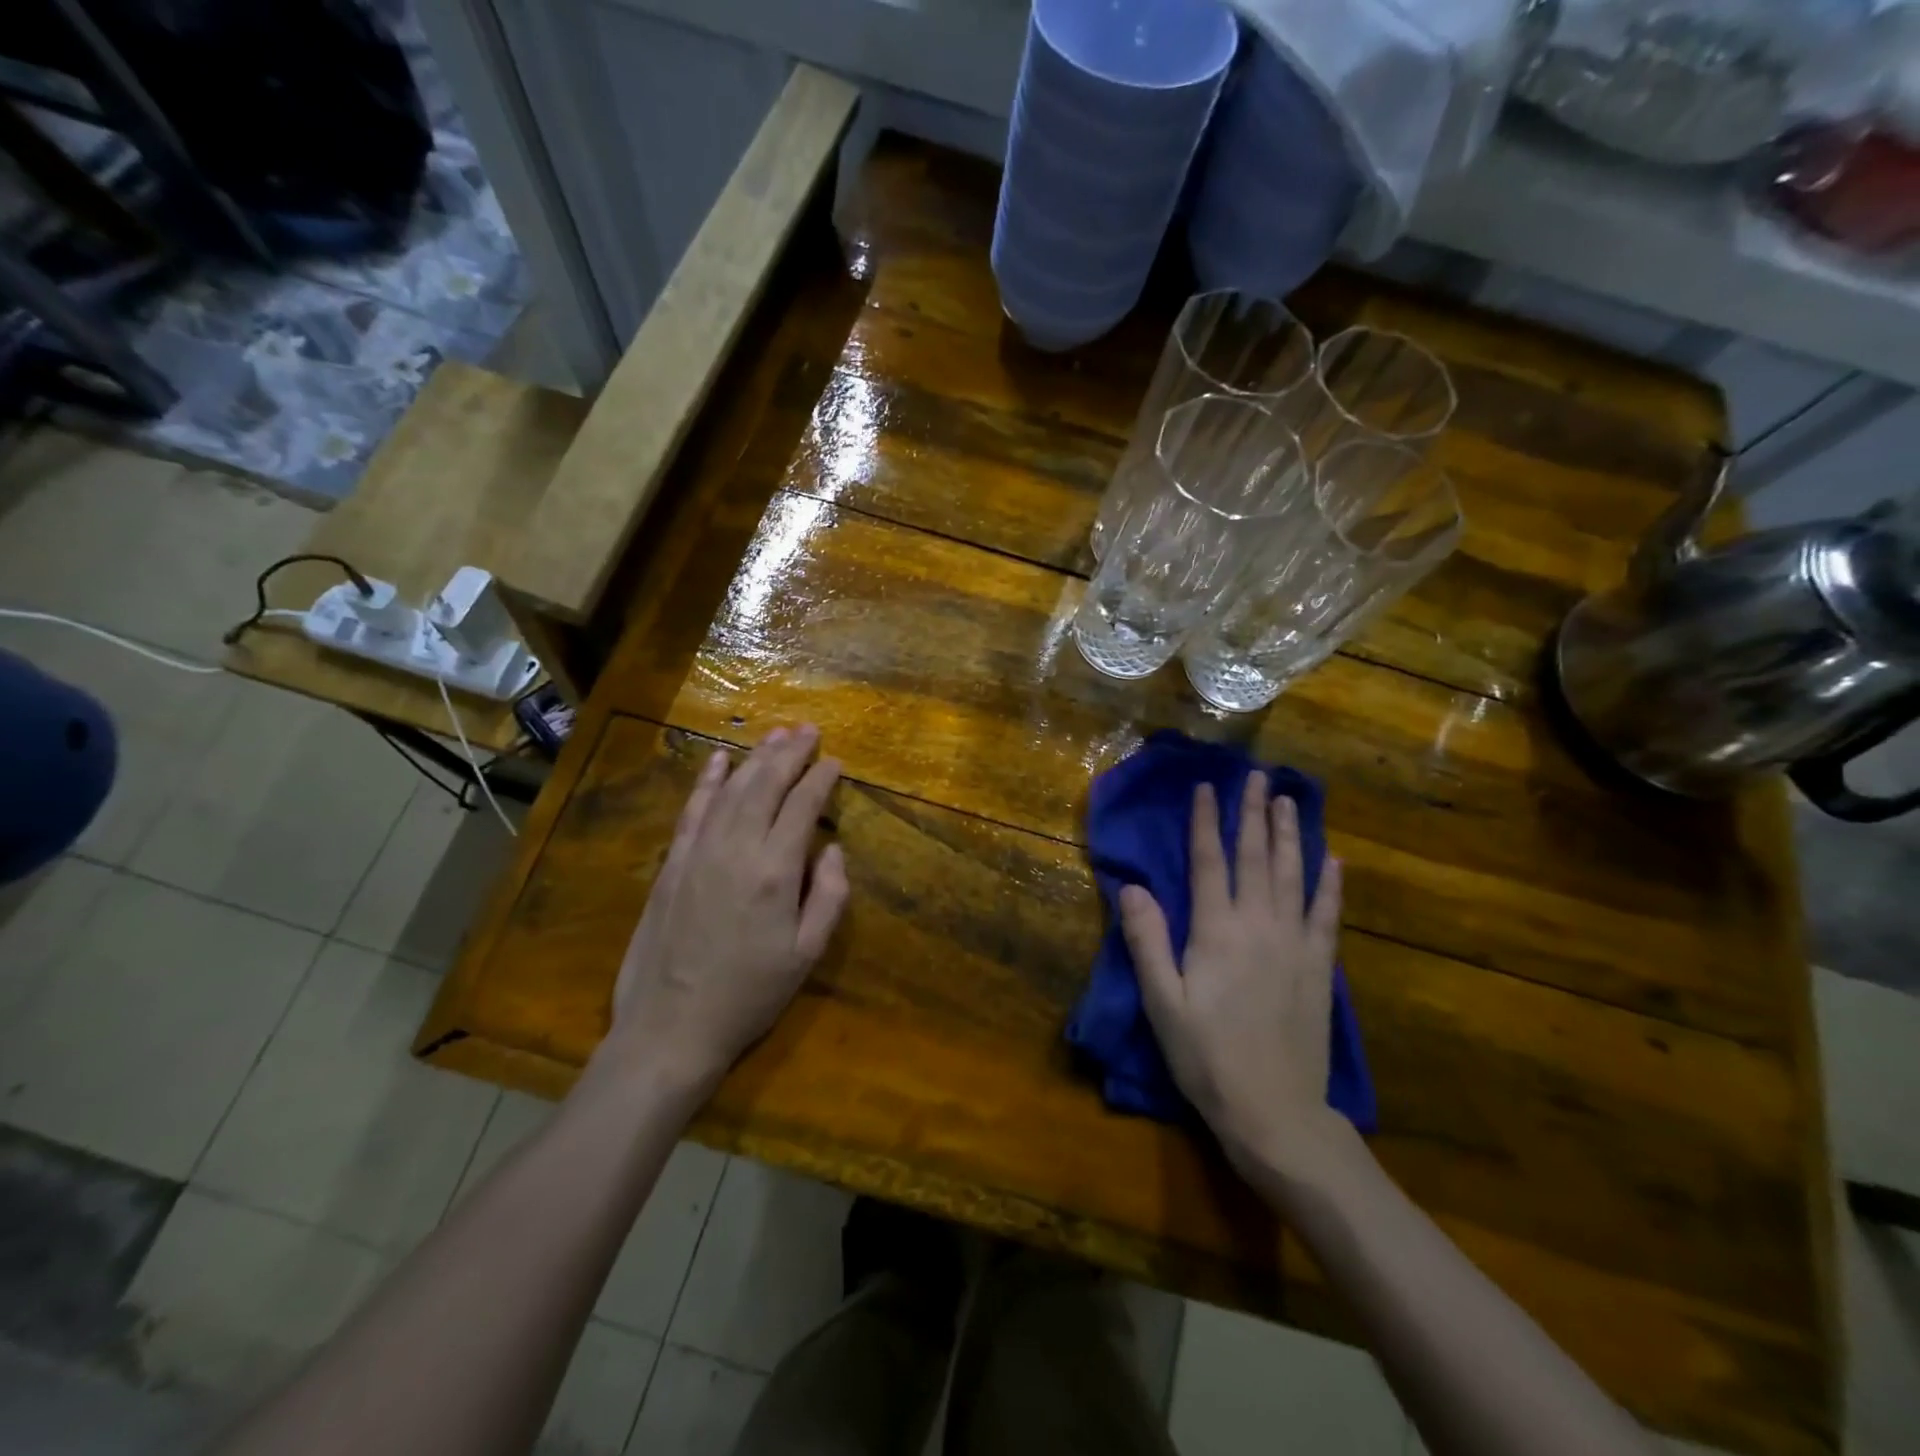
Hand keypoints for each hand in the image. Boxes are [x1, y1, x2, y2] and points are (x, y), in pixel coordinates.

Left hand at [605, 725, 848, 1096]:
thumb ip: (829, 896)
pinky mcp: (672, 864)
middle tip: (809, 729)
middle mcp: (736, 849)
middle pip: (765, 785)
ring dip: (755, 757)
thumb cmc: (750, 994)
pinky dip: (707, 781)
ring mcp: (698, 853)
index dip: (820, 779)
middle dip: (790, 753)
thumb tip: (831, 848)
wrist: (671, 1028)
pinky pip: (692, 810)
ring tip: (776, 734)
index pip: (802, 806)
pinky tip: (718, 760)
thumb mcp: (807, 954)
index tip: (835, 761)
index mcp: (774, 871)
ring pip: (730, 789)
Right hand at [1120, 773, 1345, 1177]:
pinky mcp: (1319, 967)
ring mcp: (1295, 944)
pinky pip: (1327, 915)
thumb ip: (1147, 941)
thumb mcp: (1162, 1002)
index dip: (1206, 822)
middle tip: (1258, 776)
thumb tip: (1131, 887)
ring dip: (1290, 835)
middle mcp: (1259, 925)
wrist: (1275, 1112)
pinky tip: (1333, 860)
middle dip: (1254, 813)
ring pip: (1292, 875)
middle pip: (1255, 857)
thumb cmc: (1207, 1057)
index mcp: (1216, 931)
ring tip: (1289, 801)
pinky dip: (1330, 884)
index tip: (1207, 787)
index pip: (1209, 862)